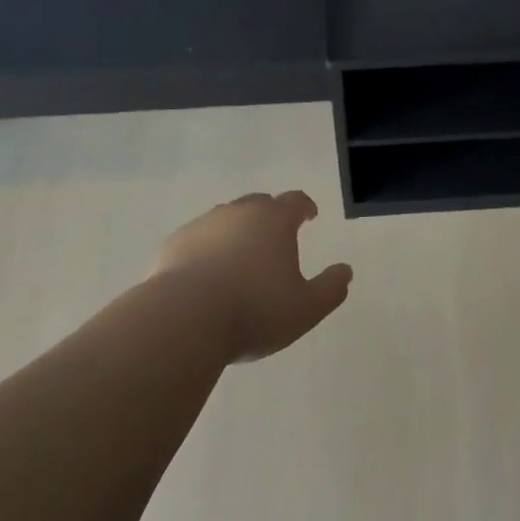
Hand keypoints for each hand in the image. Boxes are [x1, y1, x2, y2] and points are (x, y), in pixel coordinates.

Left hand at [150, 191, 352, 362]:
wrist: (183, 319)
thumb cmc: (254, 310)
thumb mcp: (305, 309)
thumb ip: (330, 289)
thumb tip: (345, 271)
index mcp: (274, 220)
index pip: (295, 201)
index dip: (304, 207)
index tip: (309, 215)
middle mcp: (238, 213)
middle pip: (258, 204)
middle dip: (269, 216)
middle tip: (275, 237)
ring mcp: (203, 225)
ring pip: (225, 219)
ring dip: (236, 232)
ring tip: (239, 259)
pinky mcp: (173, 244)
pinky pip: (196, 240)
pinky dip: (206, 250)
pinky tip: (205, 274)